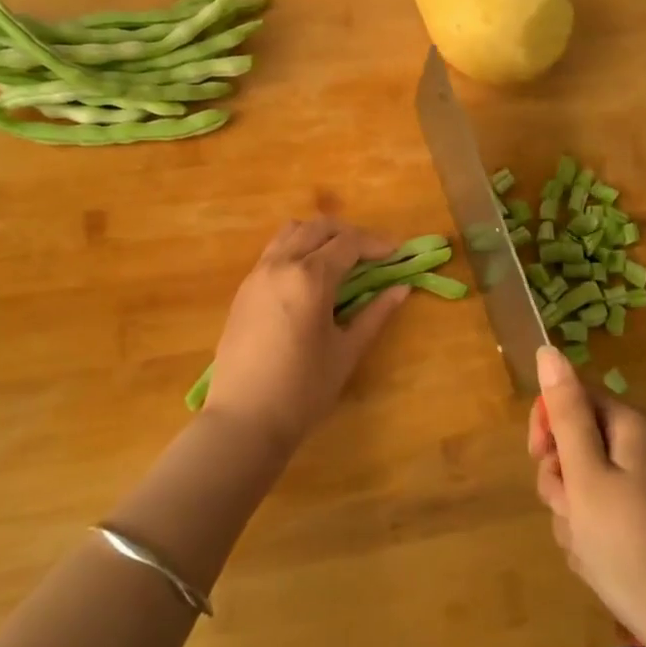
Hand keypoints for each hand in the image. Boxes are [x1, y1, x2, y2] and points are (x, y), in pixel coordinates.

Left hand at [207, 218, 409, 453]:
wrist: (244, 419)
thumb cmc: (303, 390)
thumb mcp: (346, 351)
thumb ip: (375, 314)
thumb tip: (402, 288)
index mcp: (309, 277)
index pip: (349, 243)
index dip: (377, 244)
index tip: (398, 253)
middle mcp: (280, 264)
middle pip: (319, 227)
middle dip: (350, 233)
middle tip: (373, 254)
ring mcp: (257, 274)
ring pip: (291, 232)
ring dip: (320, 235)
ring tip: (340, 259)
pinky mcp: (244, 289)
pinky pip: (274, 251)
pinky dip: (297, 248)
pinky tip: (310, 277)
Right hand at [528, 346, 645, 646]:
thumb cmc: (631, 544)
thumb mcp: (586, 474)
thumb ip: (565, 412)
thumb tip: (549, 350)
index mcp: (632, 426)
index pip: (574, 398)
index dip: (548, 426)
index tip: (540, 460)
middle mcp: (643, 448)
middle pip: (577, 442)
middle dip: (561, 478)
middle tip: (570, 511)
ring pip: (584, 483)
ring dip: (572, 513)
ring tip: (587, 545)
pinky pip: (603, 514)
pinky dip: (592, 534)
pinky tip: (599, 563)